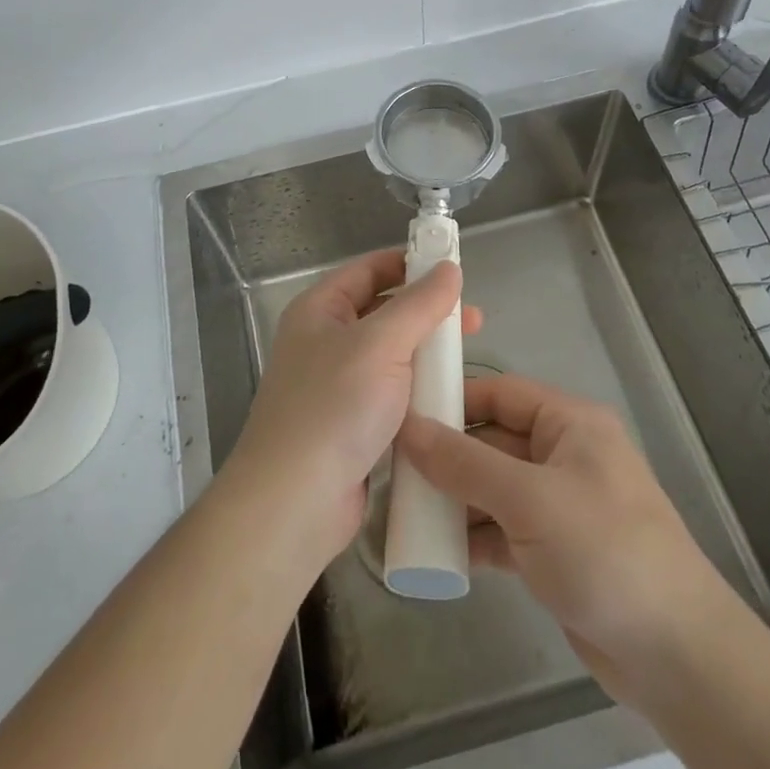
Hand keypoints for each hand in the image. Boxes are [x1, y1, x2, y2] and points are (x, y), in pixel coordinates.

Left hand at [221, 250, 478, 574]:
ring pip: (392, 357)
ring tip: (469, 360)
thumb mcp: (381, 344)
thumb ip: (419, 304)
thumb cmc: (334, 408)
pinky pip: (392, 396)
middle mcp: (325, 342)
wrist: (295, 504)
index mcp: (320, 310)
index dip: (408, 264)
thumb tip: (449, 268)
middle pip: (383, 312)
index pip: (368, 270)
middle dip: (428, 313)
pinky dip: (419, 392)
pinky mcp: (352, 427)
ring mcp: (337, 387)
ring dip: (427, 355)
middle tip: (474, 321)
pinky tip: (450, 399)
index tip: (452, 269)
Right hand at [397, 373, 726, 702]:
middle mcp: (563, 455)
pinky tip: (436, 552)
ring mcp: (559, 505)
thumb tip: (408, 428)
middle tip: (393, 471)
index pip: (500, 393)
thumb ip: (465, 463)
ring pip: (494, 488)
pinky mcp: (554, 551)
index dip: (454, 400)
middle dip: (447, 456)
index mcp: (569, 424)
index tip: (403, 414)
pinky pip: (503, 529)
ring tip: (404, 512)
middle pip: (493, 441)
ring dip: (455, 500)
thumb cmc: (604, 551)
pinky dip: (473, 537)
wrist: (677, 655)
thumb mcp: (529, 500)